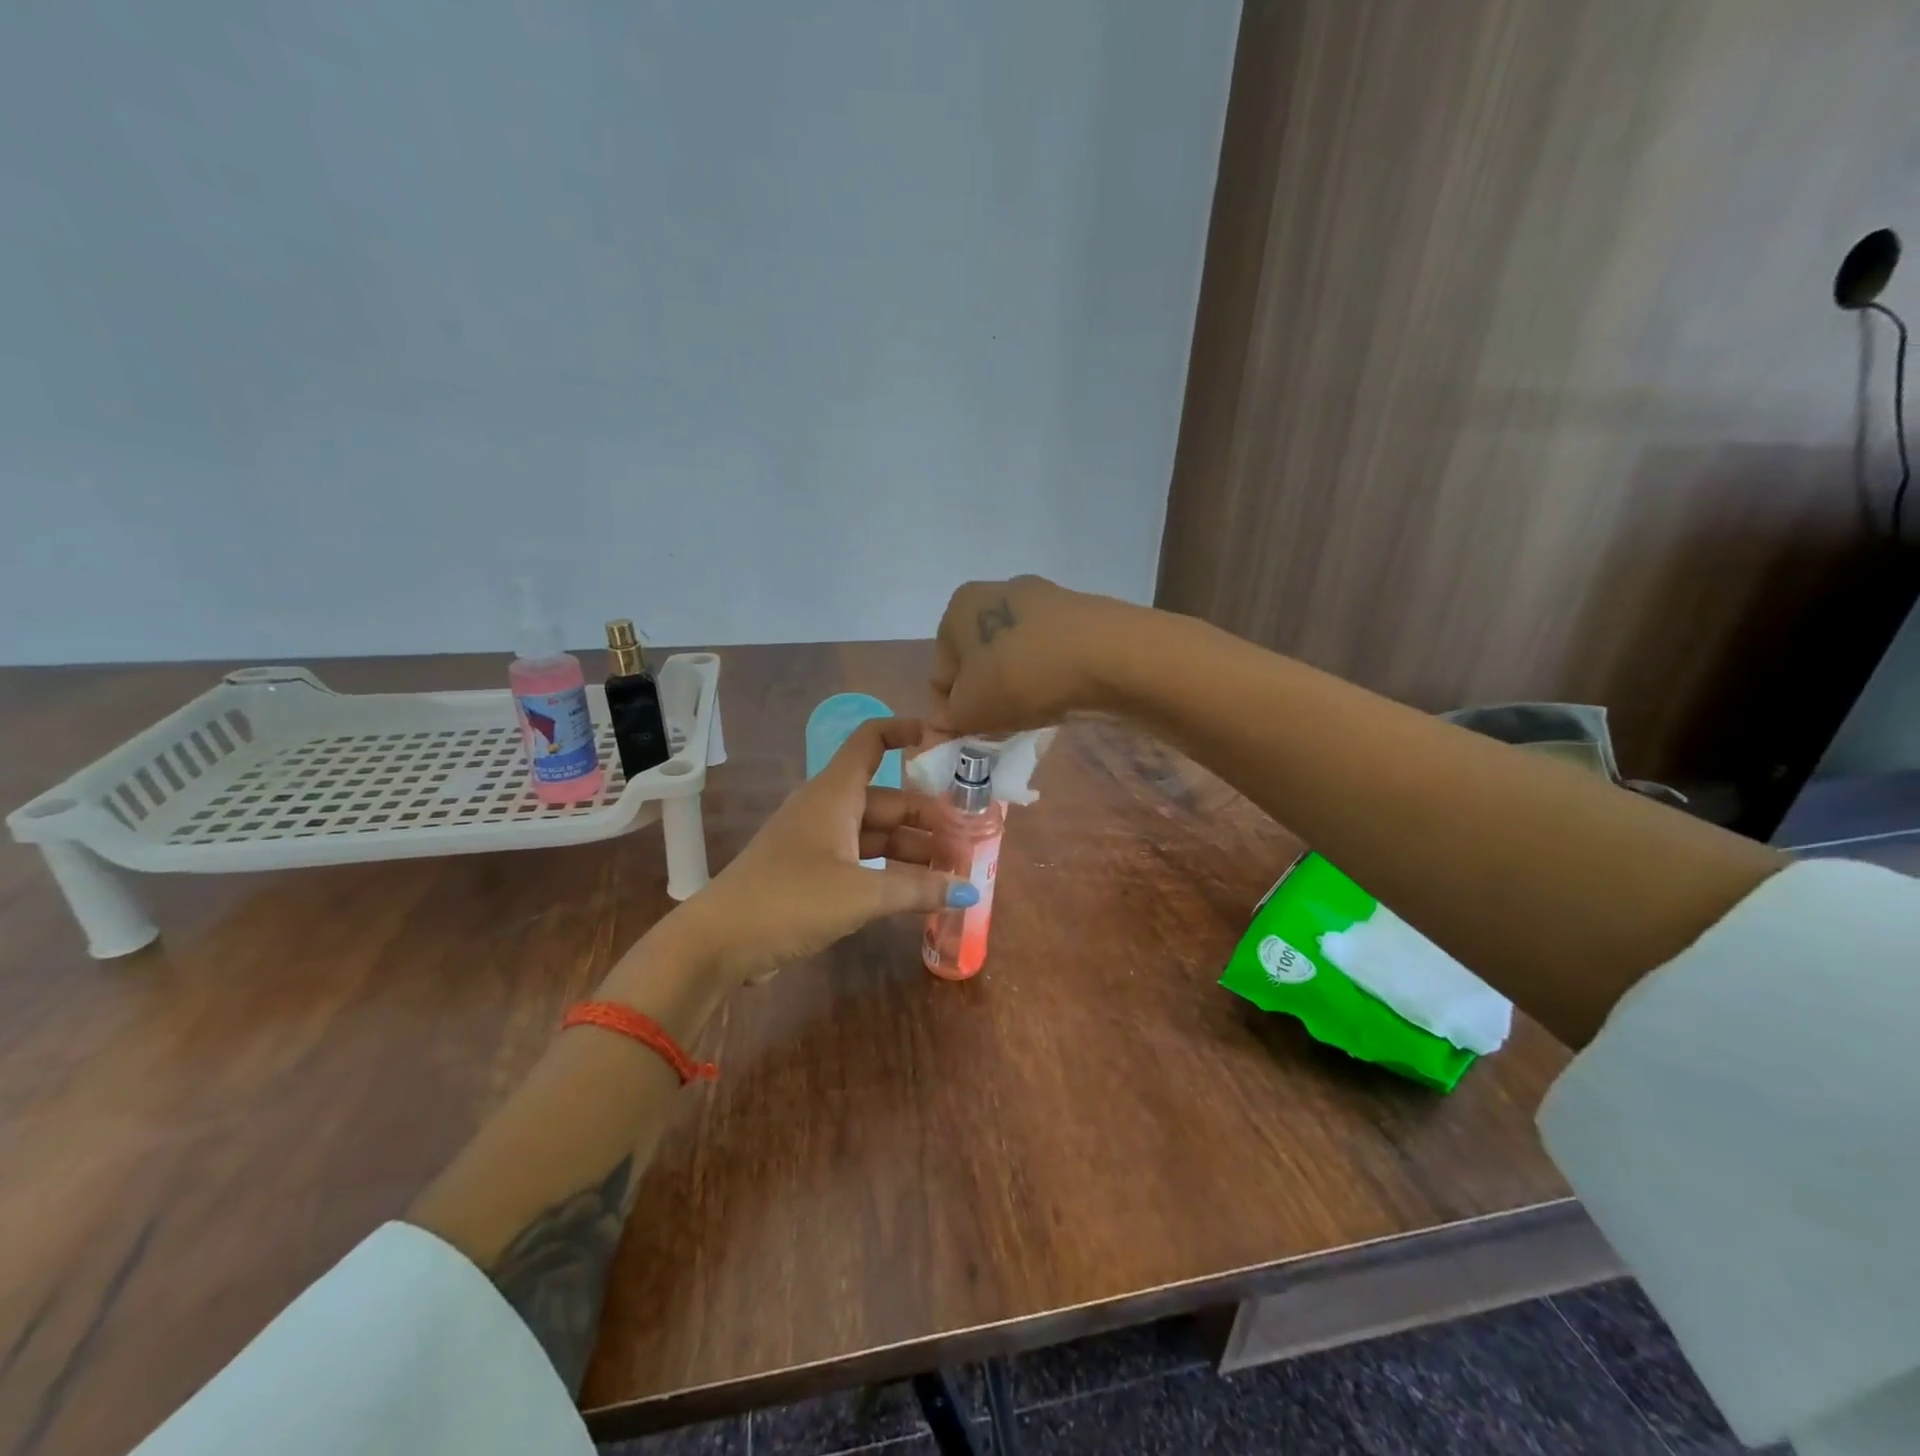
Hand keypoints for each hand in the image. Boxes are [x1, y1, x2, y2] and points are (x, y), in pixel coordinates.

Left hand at [664, 718, 976, 984]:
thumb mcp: (860, 893)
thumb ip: (916, 890)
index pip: (871, 741)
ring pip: (877, 835)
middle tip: (972, 840)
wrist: (719, 942)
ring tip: (955, 872)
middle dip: (929, 819)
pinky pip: (862, 862)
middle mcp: (828, 809)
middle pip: (888, 800)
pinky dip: (891, 873)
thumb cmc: (790, 899)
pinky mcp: (812, 874)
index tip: (946, 743)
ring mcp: (819, 842)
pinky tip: (919, 893)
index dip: (906, 732)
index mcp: (834, 793)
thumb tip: (968, 890)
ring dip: (914, 851)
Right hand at [930, 576, 1138, 735]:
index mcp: (959, 608)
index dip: (951, 709)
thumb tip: (940, 724)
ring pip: (1016, 655)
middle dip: (987, 694)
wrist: (1104, 655)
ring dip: (1018, 685)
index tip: (971, 732)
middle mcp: (997, 590)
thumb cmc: (1019, 677)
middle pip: (980, 659)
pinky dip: (1049, 675)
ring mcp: (1042, 598)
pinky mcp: (1079, 613)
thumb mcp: (970, 711)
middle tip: (1002, 725)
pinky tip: (1061, 695)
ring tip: (1035, 712)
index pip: (942, 672)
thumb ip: (948, 721)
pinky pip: (1050, 652)